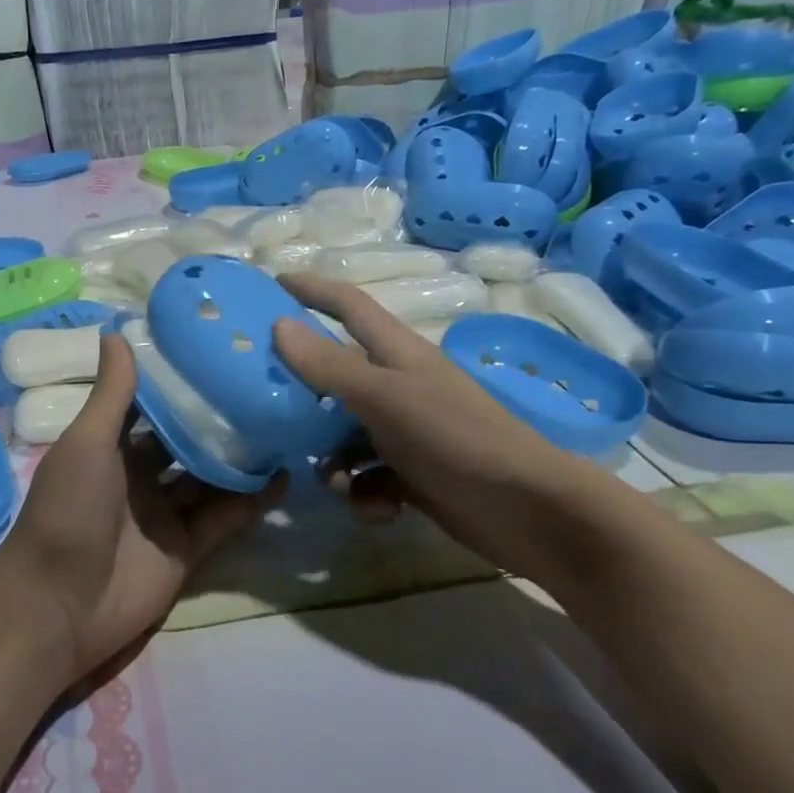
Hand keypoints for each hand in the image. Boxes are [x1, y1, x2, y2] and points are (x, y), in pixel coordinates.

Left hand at [0, 333, 284, 682]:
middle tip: (266, 384)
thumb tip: (116, 330)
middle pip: (188, 440)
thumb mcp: (86, 443)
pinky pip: (225, 518)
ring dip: (242, 456)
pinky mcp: (189, 548)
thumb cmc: (67, 511)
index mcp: (111, 447)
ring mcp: (166, 513)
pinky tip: (284, 476)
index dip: (180, 380)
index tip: (218, 349)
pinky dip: (252, 500)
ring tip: (285, 423)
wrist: (60, 605)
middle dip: (220, 417)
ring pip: (212, 477)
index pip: (152, 405)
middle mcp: (141, 476)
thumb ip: (111, 394)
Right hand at [270, 273, 586, 577]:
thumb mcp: (384, 397)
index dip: (313, 289)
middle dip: (305, 396)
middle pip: (336, 378)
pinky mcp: (411, 475)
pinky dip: (366, 495)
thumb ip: (329, 365)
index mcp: (396, 353)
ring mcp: (405, 432)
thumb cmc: (455, 438)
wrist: (525, 510)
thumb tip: (278, 325)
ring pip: (344, 436)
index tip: (272, 282)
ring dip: (333, 462)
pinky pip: (367, 478)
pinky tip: (380, 508)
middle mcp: (398, 386)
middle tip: (268, 407)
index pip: (349, 306)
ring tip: (337, 480)